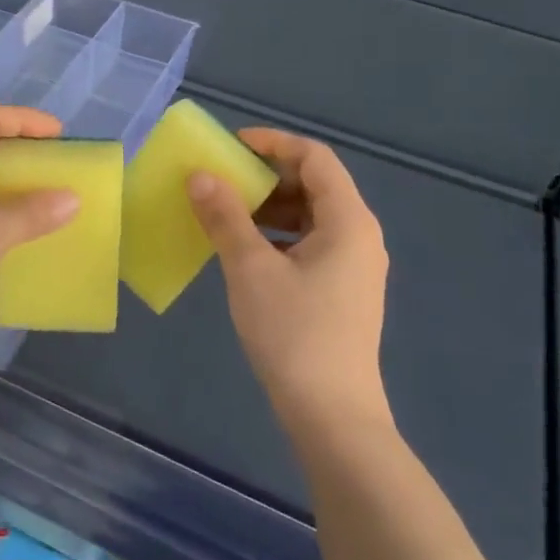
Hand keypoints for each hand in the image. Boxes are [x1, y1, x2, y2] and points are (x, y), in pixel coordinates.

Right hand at [187, 129, 389, 423]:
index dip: (273, 143)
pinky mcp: (344, 290)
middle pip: (315, 184)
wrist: (332, 416)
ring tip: (228, 216)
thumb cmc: (294, 333)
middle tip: (224, 181)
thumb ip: (225, 216)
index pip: (314, 157)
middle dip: (268, 177)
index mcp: (349, 220)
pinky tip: (247, 252)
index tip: (232, 146)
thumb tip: (200, 176)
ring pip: (312, 216)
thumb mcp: (251, 269)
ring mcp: (355, 265)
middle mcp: (360, 235)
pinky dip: (279, 236)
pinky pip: (311, 243)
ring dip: (270, 208)